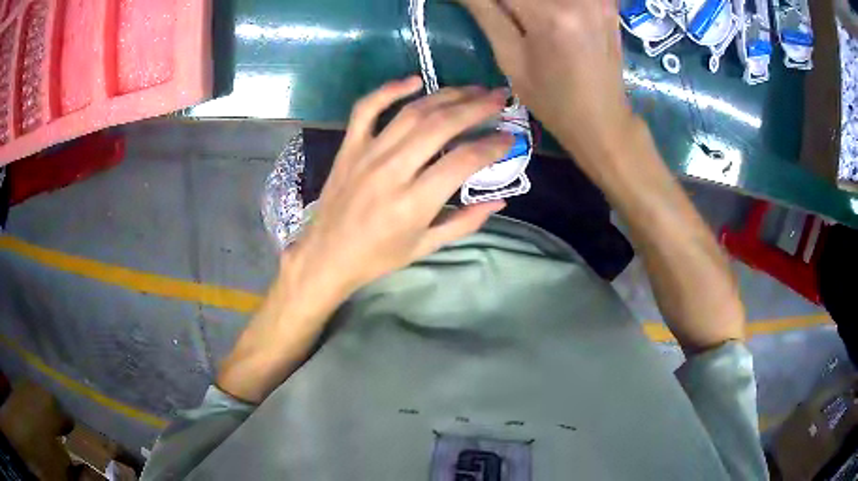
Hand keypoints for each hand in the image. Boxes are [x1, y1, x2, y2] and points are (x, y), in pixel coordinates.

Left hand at [287, 77, 512, 300]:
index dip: (492, 146)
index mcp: (414, 202)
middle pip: (440, 125)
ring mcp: (367, 154)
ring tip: (473, 89)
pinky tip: (414, 81)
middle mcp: (392, 171)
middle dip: (477, 107)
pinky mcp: (349, 147)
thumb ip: (465, 222)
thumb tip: (500, 201)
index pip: (463, 160)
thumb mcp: (426, 246)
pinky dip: (389, 89)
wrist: (327, 255)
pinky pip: (366, 108)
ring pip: (412, 112)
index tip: (509, 138)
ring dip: (446, 95)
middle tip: (500, 98)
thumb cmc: (379, 256)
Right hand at [457, 0, 637, 162]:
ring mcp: (598, 0)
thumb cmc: (552, 101)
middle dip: (508, 2)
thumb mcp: (511, 60)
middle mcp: (580, 0)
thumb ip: (486, 13)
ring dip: (529, 2)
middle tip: (502, 15)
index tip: (481, 8)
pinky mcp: (607, 3)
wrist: (603, 121)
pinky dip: (551, 4)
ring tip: (522, 19)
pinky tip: (548, 17)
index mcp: (551, 16)